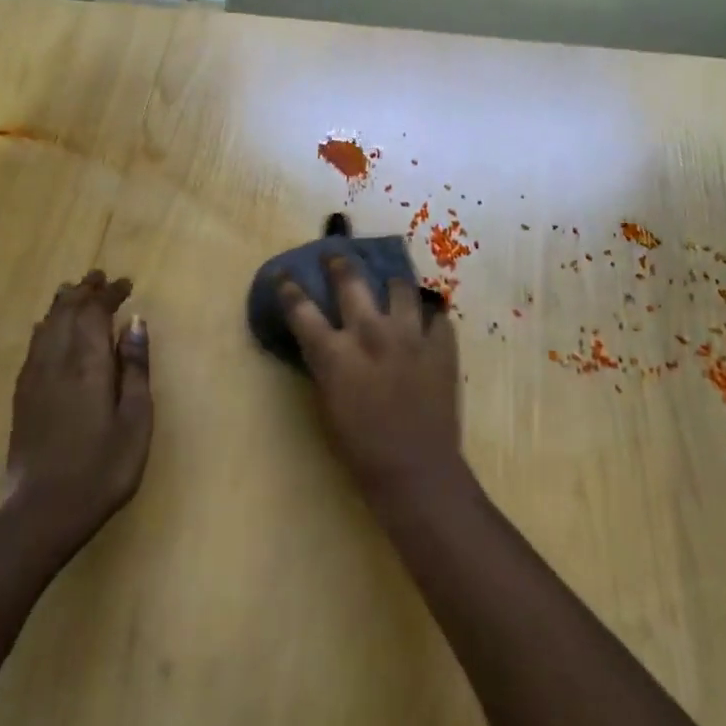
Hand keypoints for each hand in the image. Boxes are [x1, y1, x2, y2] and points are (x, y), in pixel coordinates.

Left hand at [4, 271, 152, 550]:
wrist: (43, 510)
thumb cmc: (103, 468)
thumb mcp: (136, 420)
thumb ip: (136, 368)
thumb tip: (135, 323)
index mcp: (88, 365)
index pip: (94, 313)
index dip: (108, 294)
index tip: (125, 283)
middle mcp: (56, 362)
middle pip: (66, 313)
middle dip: (84, 291)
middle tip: (99, 277)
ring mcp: (34, 379)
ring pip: (45, 326)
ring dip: (61, 304)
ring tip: (74, 291)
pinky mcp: (22, 396)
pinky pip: (33, 346)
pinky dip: (45, 327)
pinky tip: (47, 329)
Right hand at [279, 258, 461, 492]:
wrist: (415, 469)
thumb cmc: (360, 447)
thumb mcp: (327, 402)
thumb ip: (326, 364)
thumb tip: (326, 341)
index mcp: (335, 353)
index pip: (301, 308)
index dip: (288, 287)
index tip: (284, 273)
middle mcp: (371, 333)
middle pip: (351, 280)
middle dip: (339, 262)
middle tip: (335, 255)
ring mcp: (410, 335)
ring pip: (400, 287)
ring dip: (391, 285)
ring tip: (390, 286)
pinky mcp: (442, 345)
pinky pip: (436, 316)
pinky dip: (428, 317)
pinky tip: (425, 324)